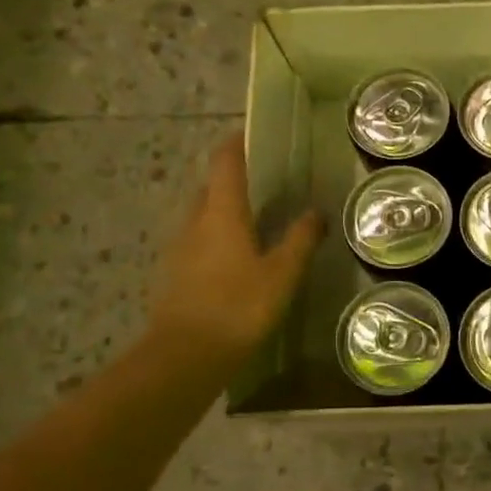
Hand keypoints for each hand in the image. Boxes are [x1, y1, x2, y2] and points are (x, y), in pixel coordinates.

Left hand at [146, 135, 321, 366]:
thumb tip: (316, 211)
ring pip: (202, 217)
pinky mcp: (174, 275)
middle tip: (264, 184)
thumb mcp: (282, 273)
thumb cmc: (239, 307)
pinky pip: (197, 243)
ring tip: (255, 222)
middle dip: (232, 180)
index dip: (236, 144)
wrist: (185, 356)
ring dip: (224, 212)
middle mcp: (194, 222)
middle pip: (210, 189)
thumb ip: (300, 239)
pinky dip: (216, 239)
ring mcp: (179, 250)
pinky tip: (236, 260)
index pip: (224, 164)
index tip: (251, 134)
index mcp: (221, 213)